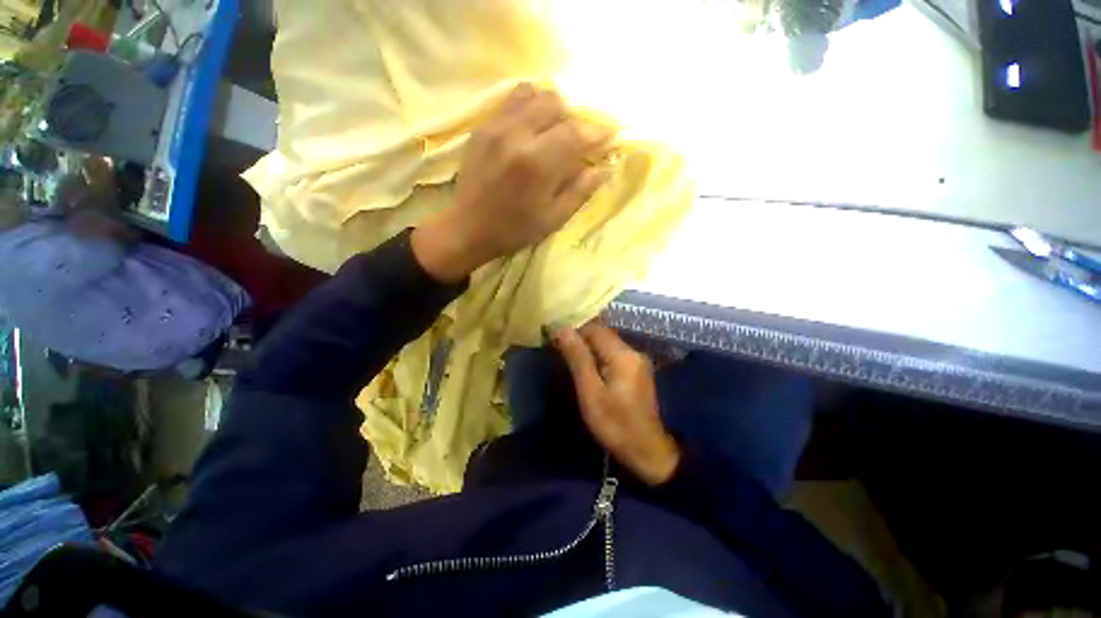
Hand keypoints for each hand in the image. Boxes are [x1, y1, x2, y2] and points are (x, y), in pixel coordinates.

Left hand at [412, 84, 614, 281]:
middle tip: (577, 140)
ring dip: (552, 108)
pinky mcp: (483, 127)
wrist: (468, 228)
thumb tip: (603, 169)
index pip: (576, 133)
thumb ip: (579, 191)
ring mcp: (497, 127)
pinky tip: (532, 126)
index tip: (609, 136)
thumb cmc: (514, 230)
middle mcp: (518, 136)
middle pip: (556, 104)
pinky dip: (529, 105)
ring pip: (534, 94)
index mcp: (538, 164)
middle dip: (574, 119)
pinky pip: (512, 99)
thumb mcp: (552, 219)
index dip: (597, 132)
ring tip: (553, 131)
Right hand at [554, 322, 680, 485]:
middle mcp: (633, 351)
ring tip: (570, 359)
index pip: (595, 329)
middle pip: (602, 335)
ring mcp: (638, 361)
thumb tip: (562, 330)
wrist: (647, 451)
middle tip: (560, 351)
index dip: (574, 331)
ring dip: (588, 348)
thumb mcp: (590, 392)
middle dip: (581, 339)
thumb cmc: (615, 424)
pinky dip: (599, 357)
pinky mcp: (637, 370)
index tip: (555, 340)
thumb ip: (578, 358)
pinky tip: (589, 369)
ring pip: (607, 344)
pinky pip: (614, 355)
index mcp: (623, 355)